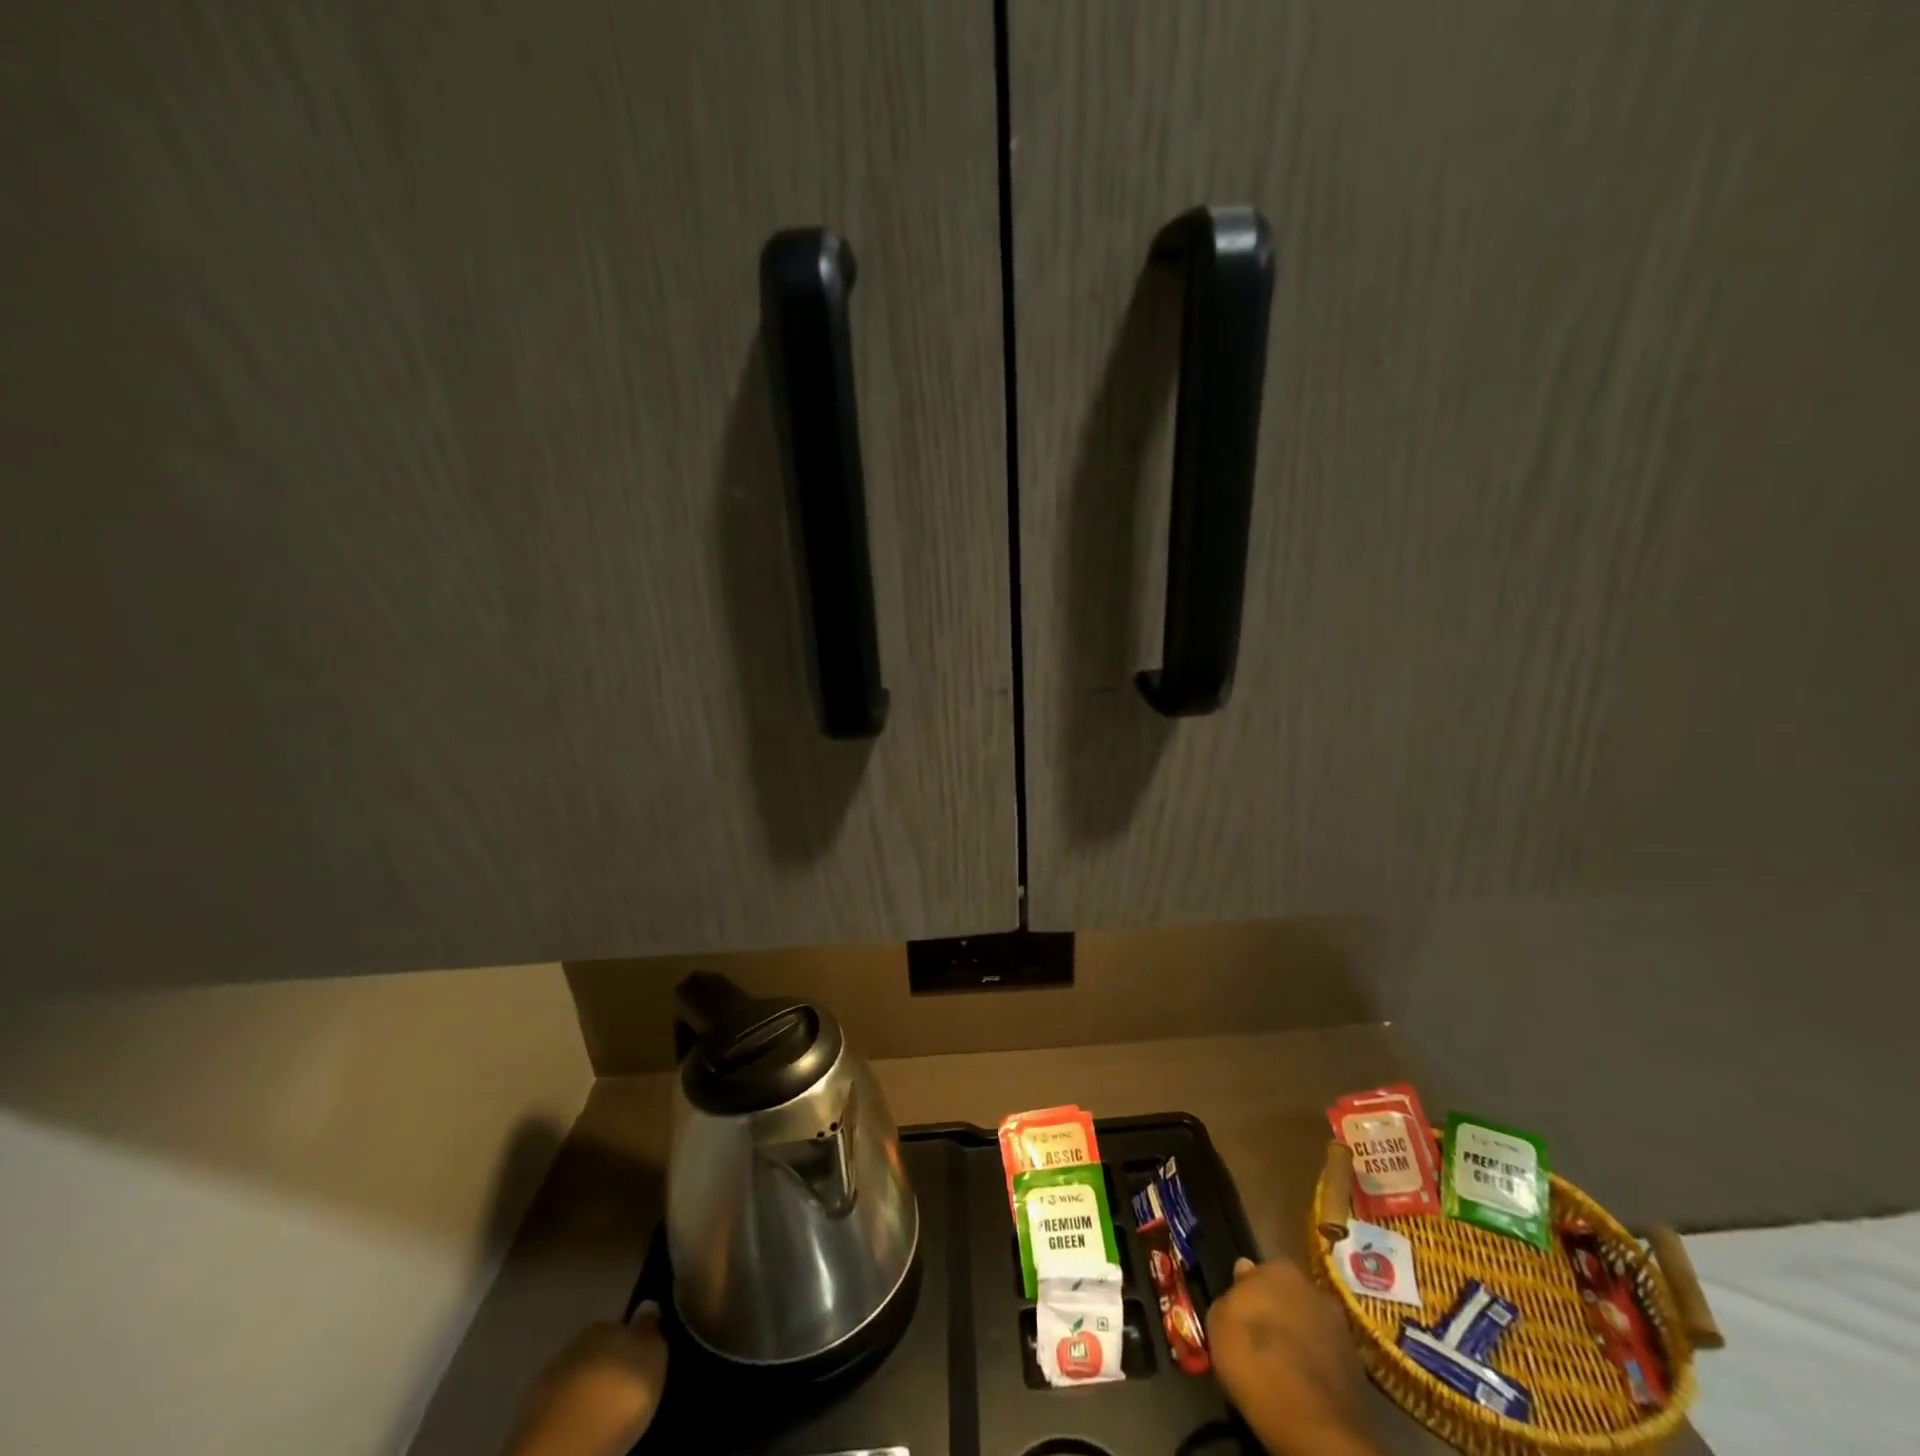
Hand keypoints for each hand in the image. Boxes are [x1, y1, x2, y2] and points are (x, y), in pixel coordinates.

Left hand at [503, 1305, 668, 1455]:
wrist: (562, 1447)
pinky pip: (557, 1409)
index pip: (620, 1327)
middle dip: (606, 1367)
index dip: (630, 1345)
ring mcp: (547, 1381)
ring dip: (585, 1392)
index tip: (639, 1364)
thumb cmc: (617, 1395)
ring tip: (600, 1415)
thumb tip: (648, 1307)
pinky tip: (579, 1430)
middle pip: (596, 1353)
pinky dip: (567, 1416)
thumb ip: (650, 1333)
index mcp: (605, 1324)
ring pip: (574, 1379)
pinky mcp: (527, 1419)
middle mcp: (574, 1344)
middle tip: (621, 1392)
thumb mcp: (652, 1359)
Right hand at [1207, 1258, 1379, 1455]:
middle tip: (1258, 1343)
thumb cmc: (1256, 1361)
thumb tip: (1244, 1276)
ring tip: (1278, 1370)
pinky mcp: (1358, 1370)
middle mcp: (1314, 1289)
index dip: (1245, 1296)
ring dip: (1296, 1340)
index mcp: (1279, 1268)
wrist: (1314, 1426)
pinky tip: (1299, 1390)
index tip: (1237, 1320)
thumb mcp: (1218, 1322)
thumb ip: (1230, 1296)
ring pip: (1307, 1327)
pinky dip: (1313, 1369)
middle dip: (1275, 1313)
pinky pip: (1324, 1359)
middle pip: (1286, 1296)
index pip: (1256, 1274)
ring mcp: (1341, 1329)